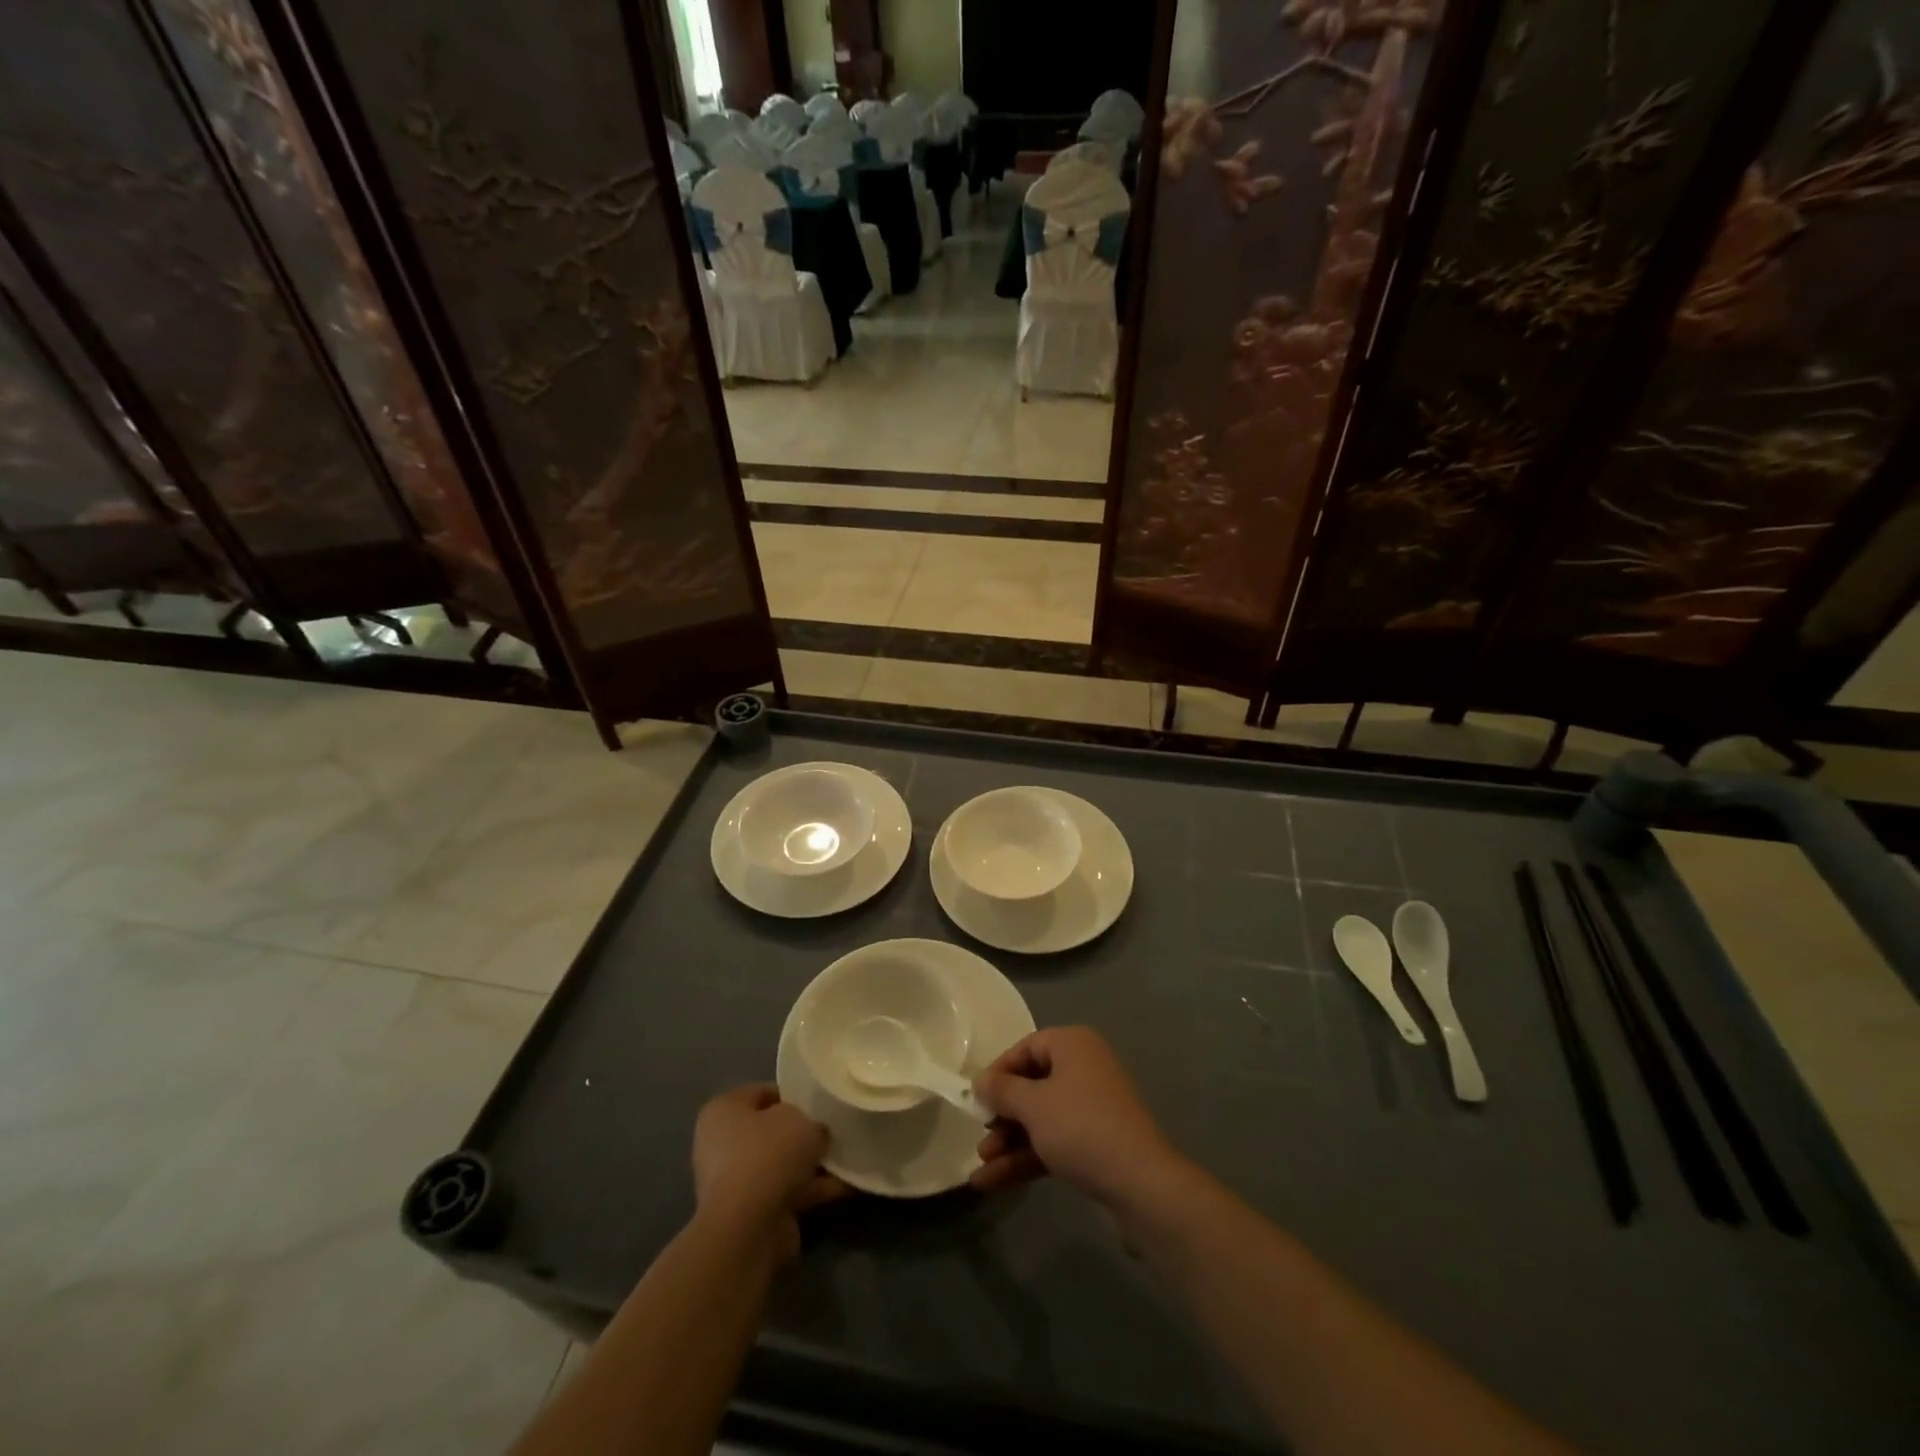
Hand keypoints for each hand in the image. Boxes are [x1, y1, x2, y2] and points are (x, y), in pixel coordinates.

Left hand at [692, 1085, 848, 1260]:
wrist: (748, 1229)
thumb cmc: (767, 1155)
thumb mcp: (800, 1120)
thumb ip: (811, 1120)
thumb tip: (817, 1133)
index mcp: (724, 1111)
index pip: (763, 1092)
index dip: (794, 1093)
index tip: (821, 1100)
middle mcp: (723, 1144)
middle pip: (773, 1130)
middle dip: (805, 1132)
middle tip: (836, 1128)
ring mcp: (737, 1181)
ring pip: (783, 1163)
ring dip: (813, 1163)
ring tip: (850, 1156)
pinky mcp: (753, 1212)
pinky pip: (790, 1191)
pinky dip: (815, 1189)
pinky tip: (848, 1185)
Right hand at [970, 1026, 1186, 1207]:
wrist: (1140, 1183)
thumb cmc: (1080, 1127)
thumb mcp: (1033, 1105)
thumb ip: (1002, 1090)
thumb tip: (980, 1081)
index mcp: (1073, 1045)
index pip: (1026, 1047)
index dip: (998, 1071)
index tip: (976, 1098)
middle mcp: (1084, 1068)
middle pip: (1032, 1085)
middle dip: (1002, 1114)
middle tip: (981, 1136)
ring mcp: (1092, 1107)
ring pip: (1041, 1118)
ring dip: (1010, 1141)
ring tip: (981, 1166)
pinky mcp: (1096, 1143)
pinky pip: (1054, 1141)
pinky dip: (1027, 1158)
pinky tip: (993, 1182)